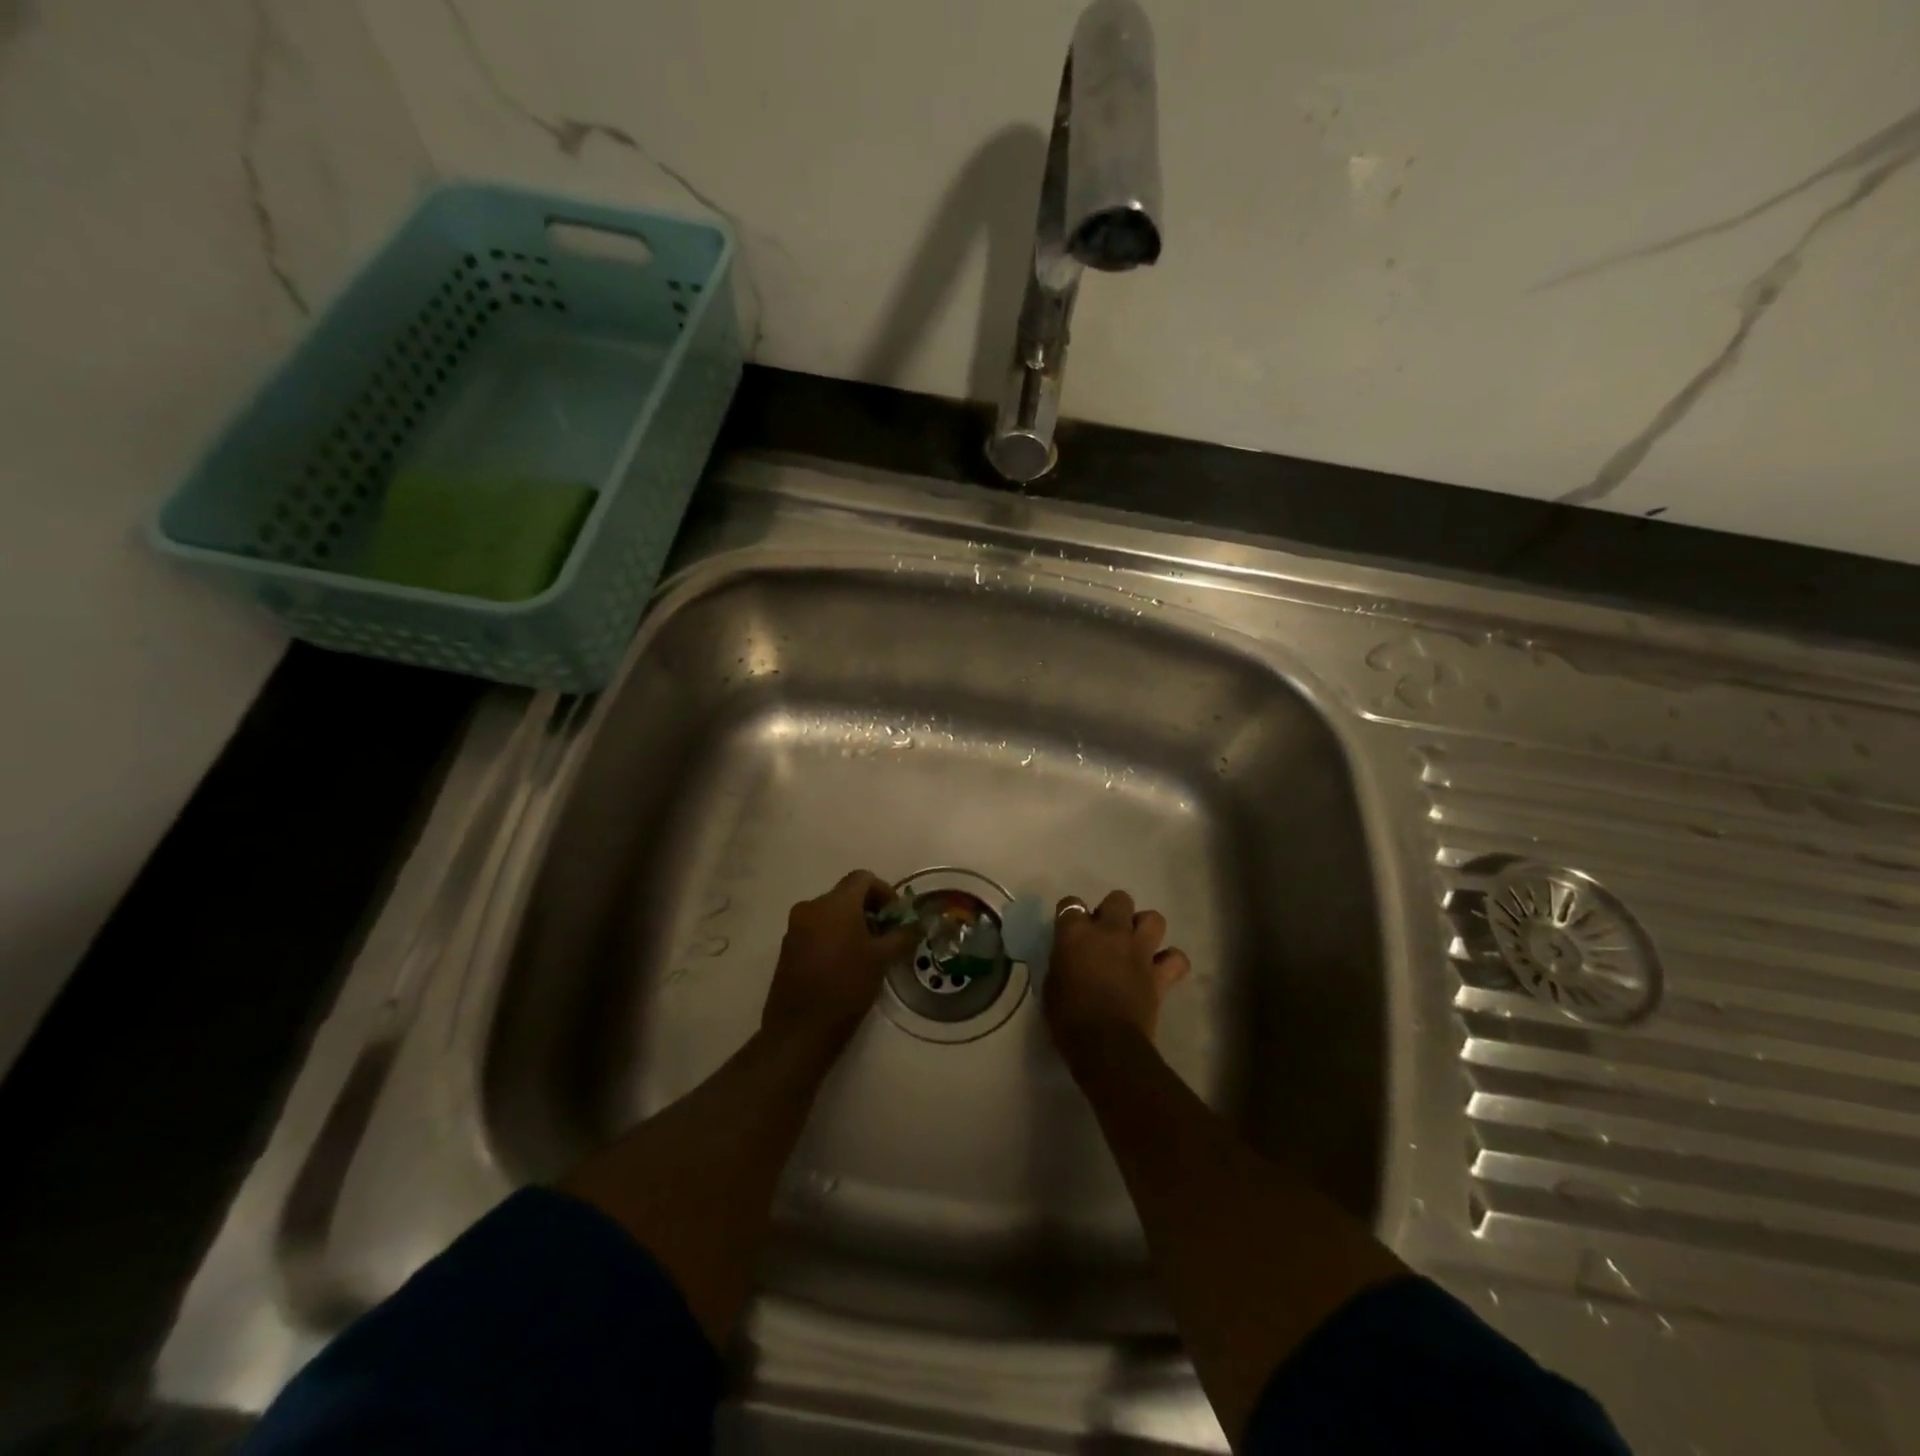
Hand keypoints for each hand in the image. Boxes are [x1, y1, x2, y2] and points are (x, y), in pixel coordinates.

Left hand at [761, 870, 919, 1048]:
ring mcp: (795, 927)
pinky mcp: (787, 947)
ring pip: (830, 912)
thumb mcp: (882, 959)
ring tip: (868, 951)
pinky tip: (845, 963)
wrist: (800, 1029)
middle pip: (846, 894)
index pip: (863, 878)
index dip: (884, 891)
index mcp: (835, 903)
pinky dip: (833, 935)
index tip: (896, 916)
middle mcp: (811, 907)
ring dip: (851, 923)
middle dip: (869, 909)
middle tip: (886, 934)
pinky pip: (816, 929)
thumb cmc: (846, 986)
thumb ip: (903, 935)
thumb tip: (919, 923)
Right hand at [1044, 890, 1190, 1049]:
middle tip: (1105, 934)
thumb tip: (1071, 959)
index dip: (1070, 914)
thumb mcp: (1051, 984)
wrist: (1104, 1045)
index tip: (1069, 929)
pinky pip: (1176, 958)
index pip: (1070, 904)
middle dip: (1112, 911)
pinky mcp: (1160, 974)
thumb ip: (1062, 961)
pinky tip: (1160, 970)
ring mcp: (1139, 951)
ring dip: (1144, 928)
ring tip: (1135, 945)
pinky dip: (1170, 962)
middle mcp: (1110, 932)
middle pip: (1118, 899)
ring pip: (1153, 918)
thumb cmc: (1067, 1017)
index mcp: (1076, 933)